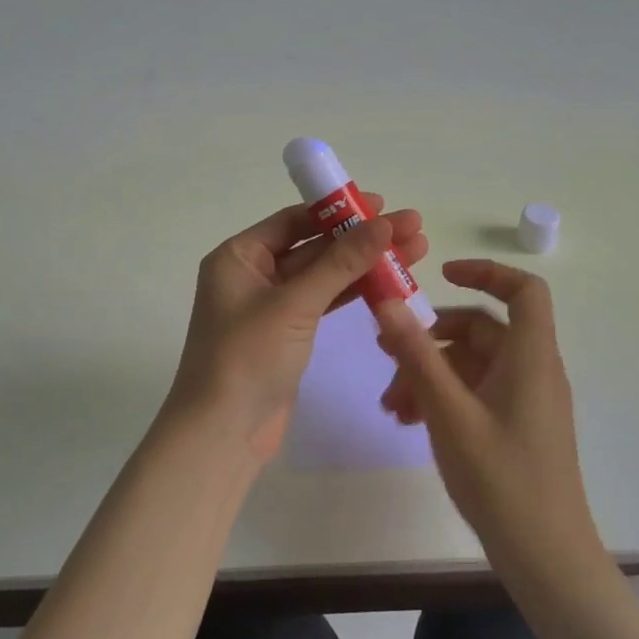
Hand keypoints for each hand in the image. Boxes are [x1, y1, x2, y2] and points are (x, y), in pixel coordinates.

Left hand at [166, 196, 428, 461]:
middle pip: (314, 246)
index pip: (294, 221)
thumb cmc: (247, 357)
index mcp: (239, 257)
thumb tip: (384, 223)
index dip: (339, 211)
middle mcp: (252, 275)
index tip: (383, 205)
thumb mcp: (295, 304)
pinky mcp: (287, 335)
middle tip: (413, 228)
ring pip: (323, 276)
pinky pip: (323, 303)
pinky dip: (353, 293)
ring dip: (364, 265)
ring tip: (415, 252)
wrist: (223, 433)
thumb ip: (341, 263)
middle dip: (361, 238)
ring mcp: (271, 307)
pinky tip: (389, 283)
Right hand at [374, 260, 603, 578]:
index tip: (441, 275)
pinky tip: (409, 420)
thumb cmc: (501, 480)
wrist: (545, 556)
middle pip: (482, 330)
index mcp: (530, 358)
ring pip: (472, 365)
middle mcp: (532, 371)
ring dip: (428, 373)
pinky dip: (442, 396)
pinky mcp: (515, 425)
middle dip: (430, 339)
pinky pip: (475, 393)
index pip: (523, 291)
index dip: (486, 272)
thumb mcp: (449, 413)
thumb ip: (418, 355)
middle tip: (384, 356)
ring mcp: (524, 400)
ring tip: (391, 404)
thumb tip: (388, 303)